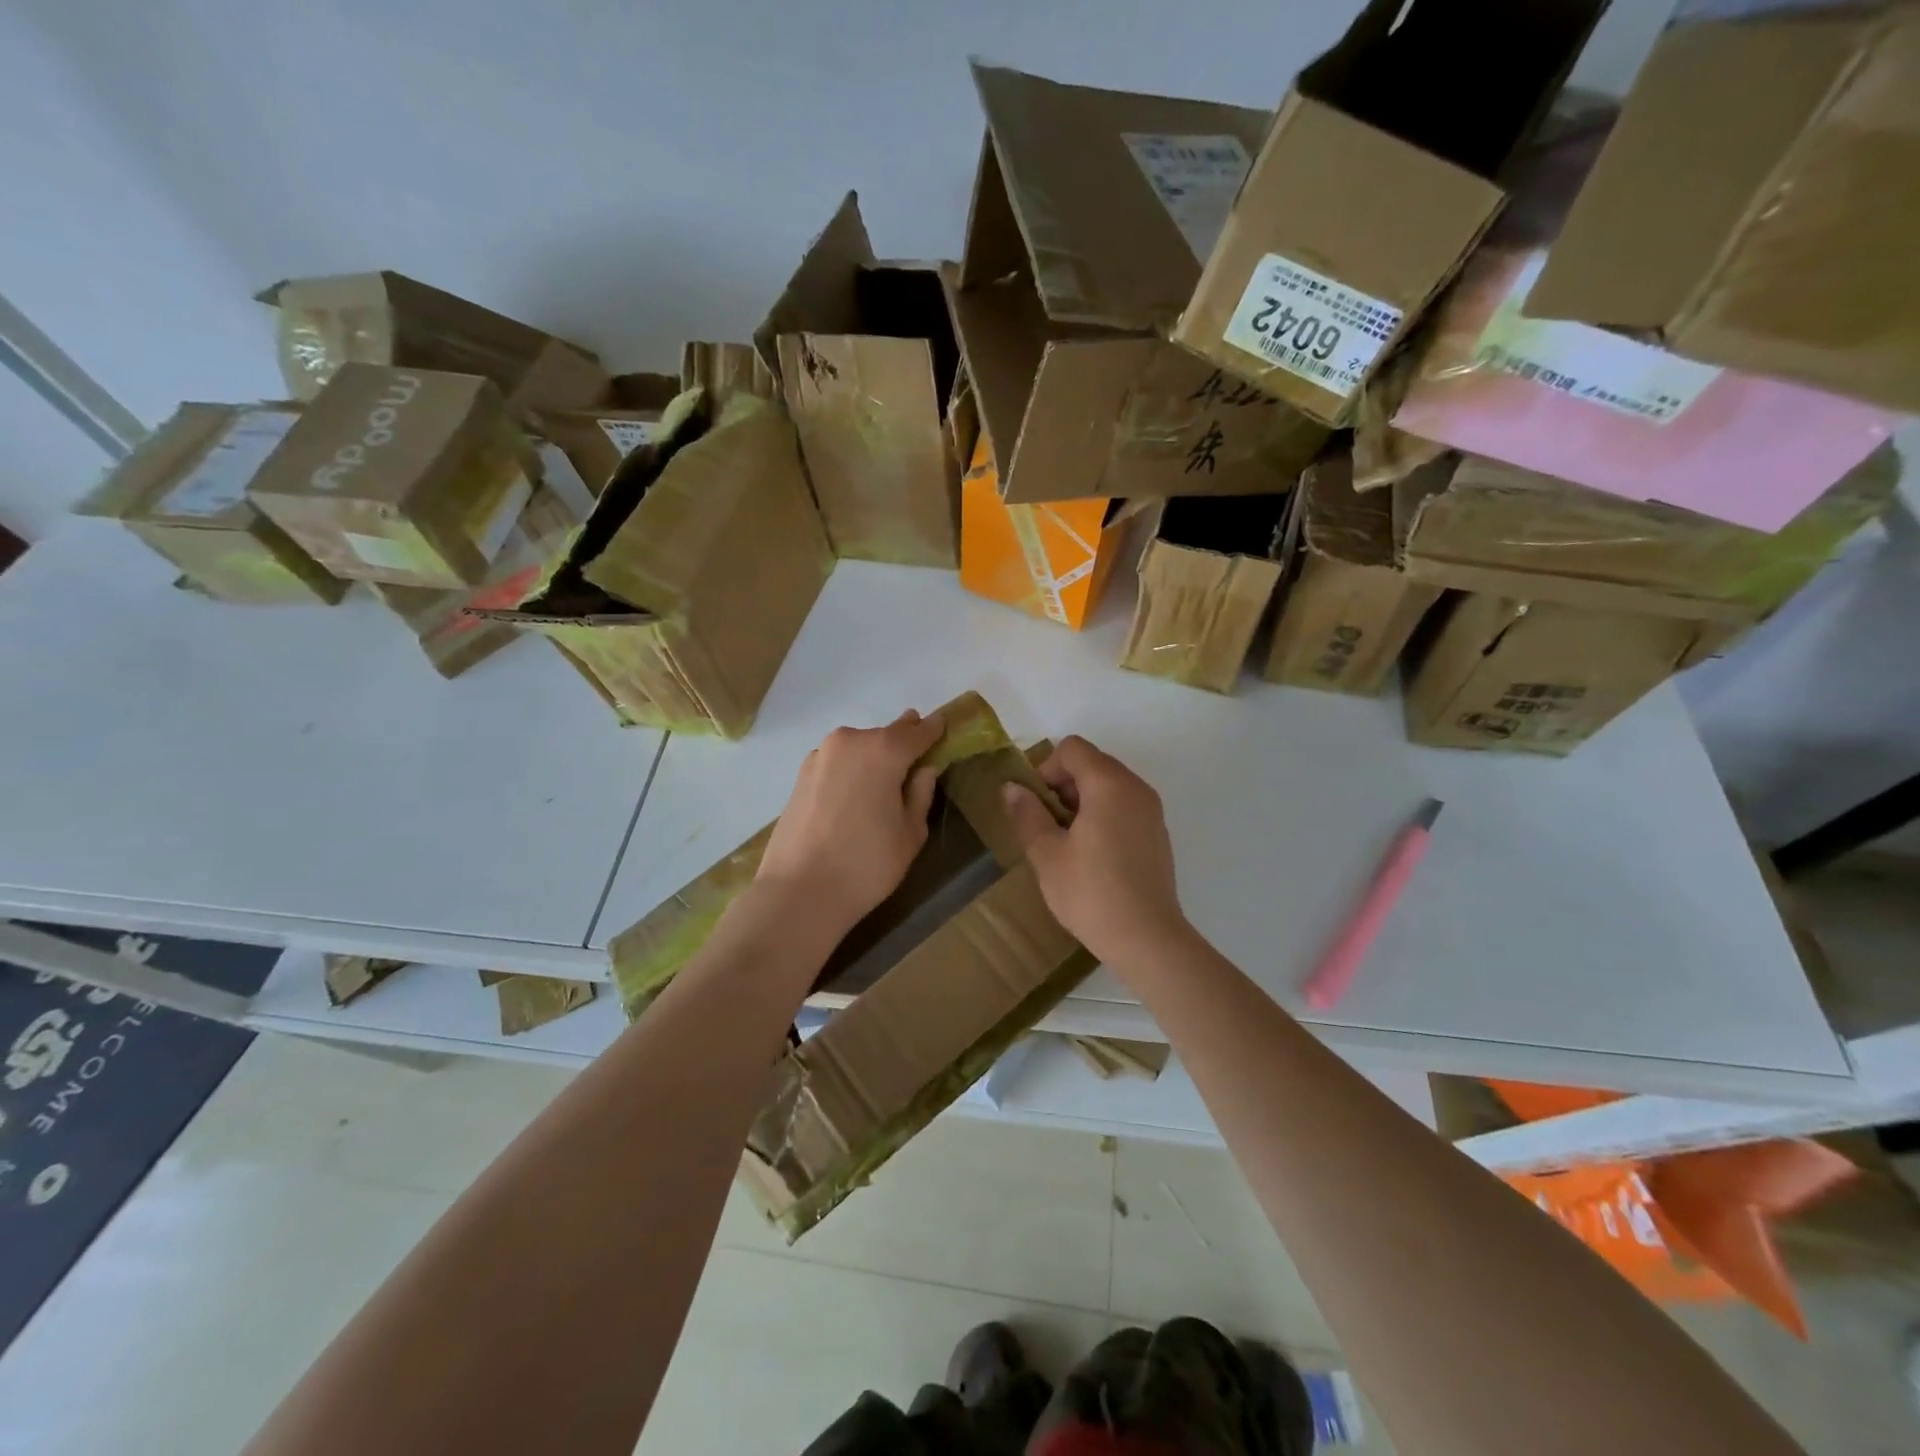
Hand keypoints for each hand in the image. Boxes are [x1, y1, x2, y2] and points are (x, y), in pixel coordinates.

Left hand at [755, 709, 944, 938]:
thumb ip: (921, 794)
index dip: (932, 730)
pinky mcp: (800, 775)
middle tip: (916, 759)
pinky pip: (837, 763)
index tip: (943, 725)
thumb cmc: (867, 864)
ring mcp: (820, 756)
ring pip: (858, 748)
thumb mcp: (910, 833)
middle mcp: (850, 741)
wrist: (799, 891)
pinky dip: (850, 771)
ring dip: (872, 758)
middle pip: (885, 736)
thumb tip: (923, 770)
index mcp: (884, 751)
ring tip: (882, 786)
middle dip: (901, 744)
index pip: (917, 732)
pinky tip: (853, 797)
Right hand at [1001, 736, 1191, 966]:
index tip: (1034, 804)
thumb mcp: (1047, 854)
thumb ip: (1027, 814)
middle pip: (1092, 763)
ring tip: (1065, 841)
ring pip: (1109, 785)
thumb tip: (1012, 788)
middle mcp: (1136, 788)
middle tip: (1045, 824)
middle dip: (1062, 784)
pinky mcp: (1157, 834)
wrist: (1148, 939)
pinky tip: (1091, 855)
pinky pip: (1124, 806)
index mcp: (1109, 784)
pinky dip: (1103, 815)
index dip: (1046, 768)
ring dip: (1081, 800)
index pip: (1072, 749)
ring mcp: (1152, 811)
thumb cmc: (1091, 893)